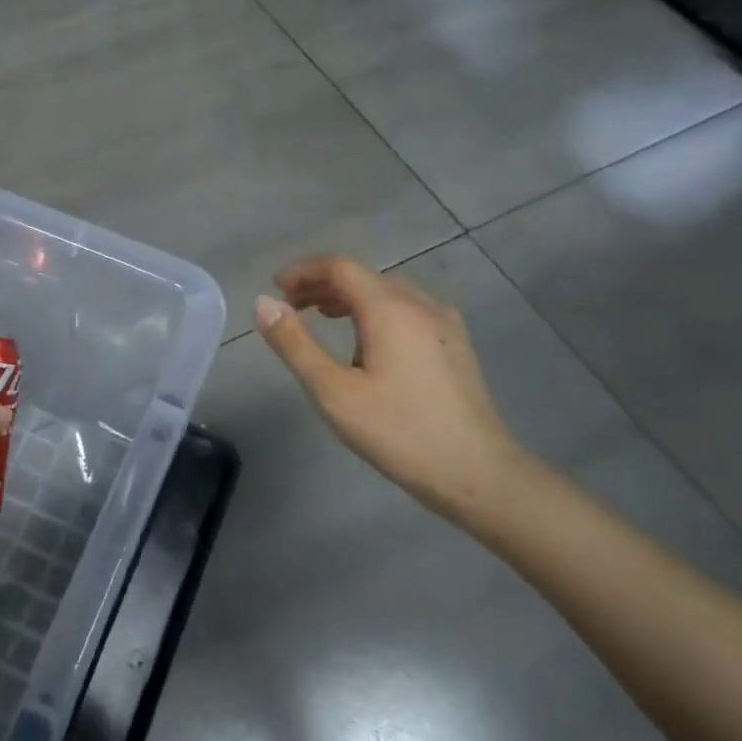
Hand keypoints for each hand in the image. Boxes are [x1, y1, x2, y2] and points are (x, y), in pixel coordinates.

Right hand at [255, 256, 526, 519]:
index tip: (276, 289)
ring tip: (323, 320)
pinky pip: (408, 310)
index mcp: (389, 309)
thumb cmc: (399, 432)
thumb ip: (295, 344)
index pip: (340, 267)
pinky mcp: (456, 345)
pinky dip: (376, 312)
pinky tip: (369, 344)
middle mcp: (420, 304)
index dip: (304, 271)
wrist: (478, 473)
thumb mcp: (333, 391)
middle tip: (291, 308)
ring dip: (350, 298)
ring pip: (388, 293)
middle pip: (364, 277)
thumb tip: (263, 303)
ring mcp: (444, 323)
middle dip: (322, 285)